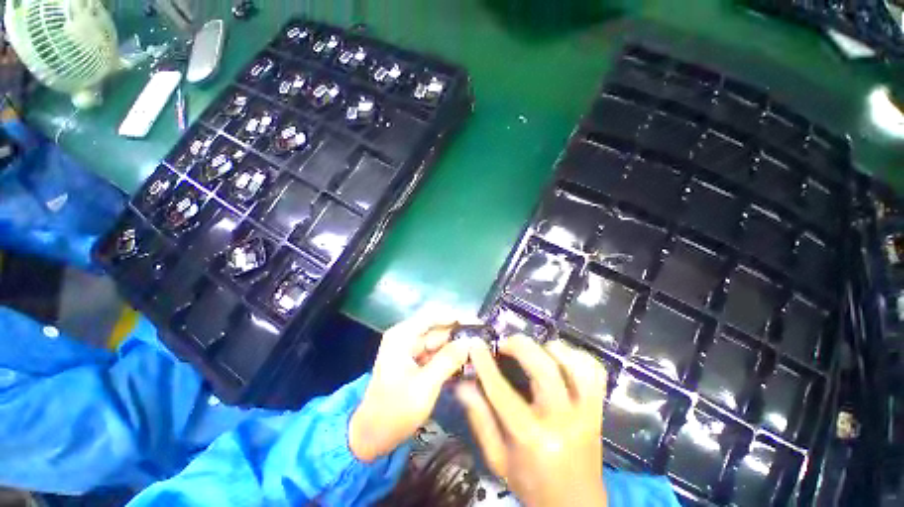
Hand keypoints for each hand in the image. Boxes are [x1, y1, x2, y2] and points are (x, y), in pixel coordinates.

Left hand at [348, 312, 473, 462]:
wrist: (372, 436)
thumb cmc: (395, 411)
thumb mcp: (425, 386)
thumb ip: (449, 360)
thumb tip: (471, 341)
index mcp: (403, 335)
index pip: (434, 316)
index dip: (457, 317)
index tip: (478, 324)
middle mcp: (406, 336)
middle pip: (439, 329)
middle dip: (460, 334)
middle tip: (485, 341)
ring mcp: (410, 349)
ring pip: (440, 341)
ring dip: (457, 347)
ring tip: (480, 352)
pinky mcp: (415, 361)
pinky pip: (437, 353)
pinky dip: (450, 357)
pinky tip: (467, 362)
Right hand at [457, 336, 607, 506]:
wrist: (576, 506)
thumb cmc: (531, 483)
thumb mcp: (497, 458)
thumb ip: (480, 419)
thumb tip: (463, 384)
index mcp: (532, 438)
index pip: (502, 392)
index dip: (486, 364)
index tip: (475, 345)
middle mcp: (562, 422)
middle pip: (545, 370)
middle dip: (520, 347)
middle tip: (505, 344)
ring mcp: (587, 413)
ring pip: (575, 366)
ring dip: (550, 349)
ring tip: (534, 349)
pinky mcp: (598, 410)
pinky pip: (594, 372)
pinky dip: (576, 357)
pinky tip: (559, 358)